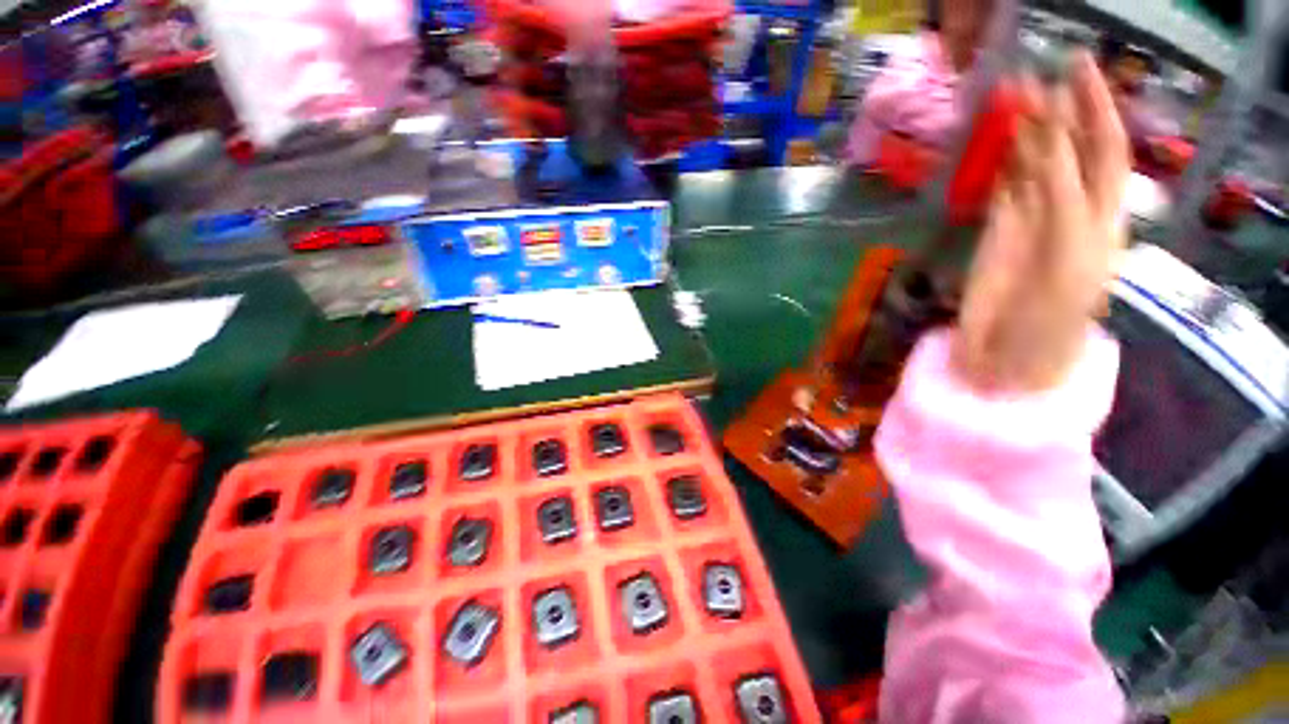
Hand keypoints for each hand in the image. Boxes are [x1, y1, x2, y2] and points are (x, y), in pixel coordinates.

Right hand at [952, 52, 1129, 392]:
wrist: (1008, 353)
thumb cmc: (1050, 317)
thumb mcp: (1068, 257)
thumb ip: (1063, 202)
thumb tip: (1052, 147)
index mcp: (1100, 217)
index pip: (1105, 151)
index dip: (1095, 109)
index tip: (1077, 71)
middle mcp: (1071, 209)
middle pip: (1071, 149)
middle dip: (1061, 109)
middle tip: (1041, 70)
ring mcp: (1031, 219)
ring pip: (1034, 164)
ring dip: (1027, 130)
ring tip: (1016, 92)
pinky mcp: (999, 231)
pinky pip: (1005, 187)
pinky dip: (1004, 161)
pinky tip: (1003, 139)